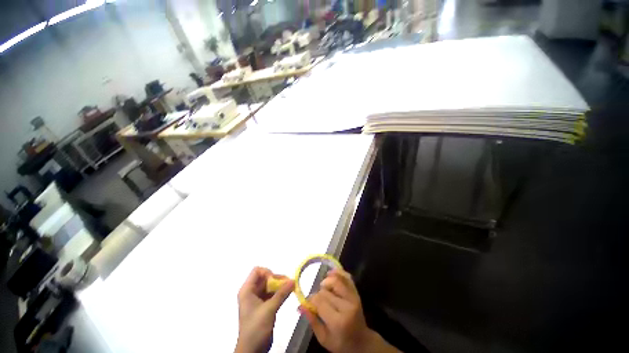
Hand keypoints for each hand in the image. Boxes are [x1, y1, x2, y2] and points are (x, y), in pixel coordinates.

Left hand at [235, 267, 293, 352]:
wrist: (252, 350)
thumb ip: (281, 293)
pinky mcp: (263, 306)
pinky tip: (288, 294)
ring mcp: (257, 299)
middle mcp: (251, 292)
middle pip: (265, 278)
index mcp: (247, 290)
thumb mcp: (269, 309)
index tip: (276, 281)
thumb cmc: (256, 328)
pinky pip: (271, 294)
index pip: (257, 271)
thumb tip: (293, 280)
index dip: (267, 273)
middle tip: (289, 283)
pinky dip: (279, 293)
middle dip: (277, 279)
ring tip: (290, 288)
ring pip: (269, 285)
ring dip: (280, 286)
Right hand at [300, 269, 400, 352]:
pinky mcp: (356, 292)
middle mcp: (347, 306)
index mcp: (338, 321)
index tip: (309, 302)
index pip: (320, 301)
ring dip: (327, 281)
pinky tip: (330, 274)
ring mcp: (353, 297)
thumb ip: (312, 321)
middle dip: (318, 293)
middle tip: (316, 299)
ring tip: (323, 287)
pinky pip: (346, 277)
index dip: (311, 299)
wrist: (361, 341)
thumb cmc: (340, 343)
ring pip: (336, 280)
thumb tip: (300, 306)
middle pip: (326, 290)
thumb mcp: (324, 338)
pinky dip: (338, 272)